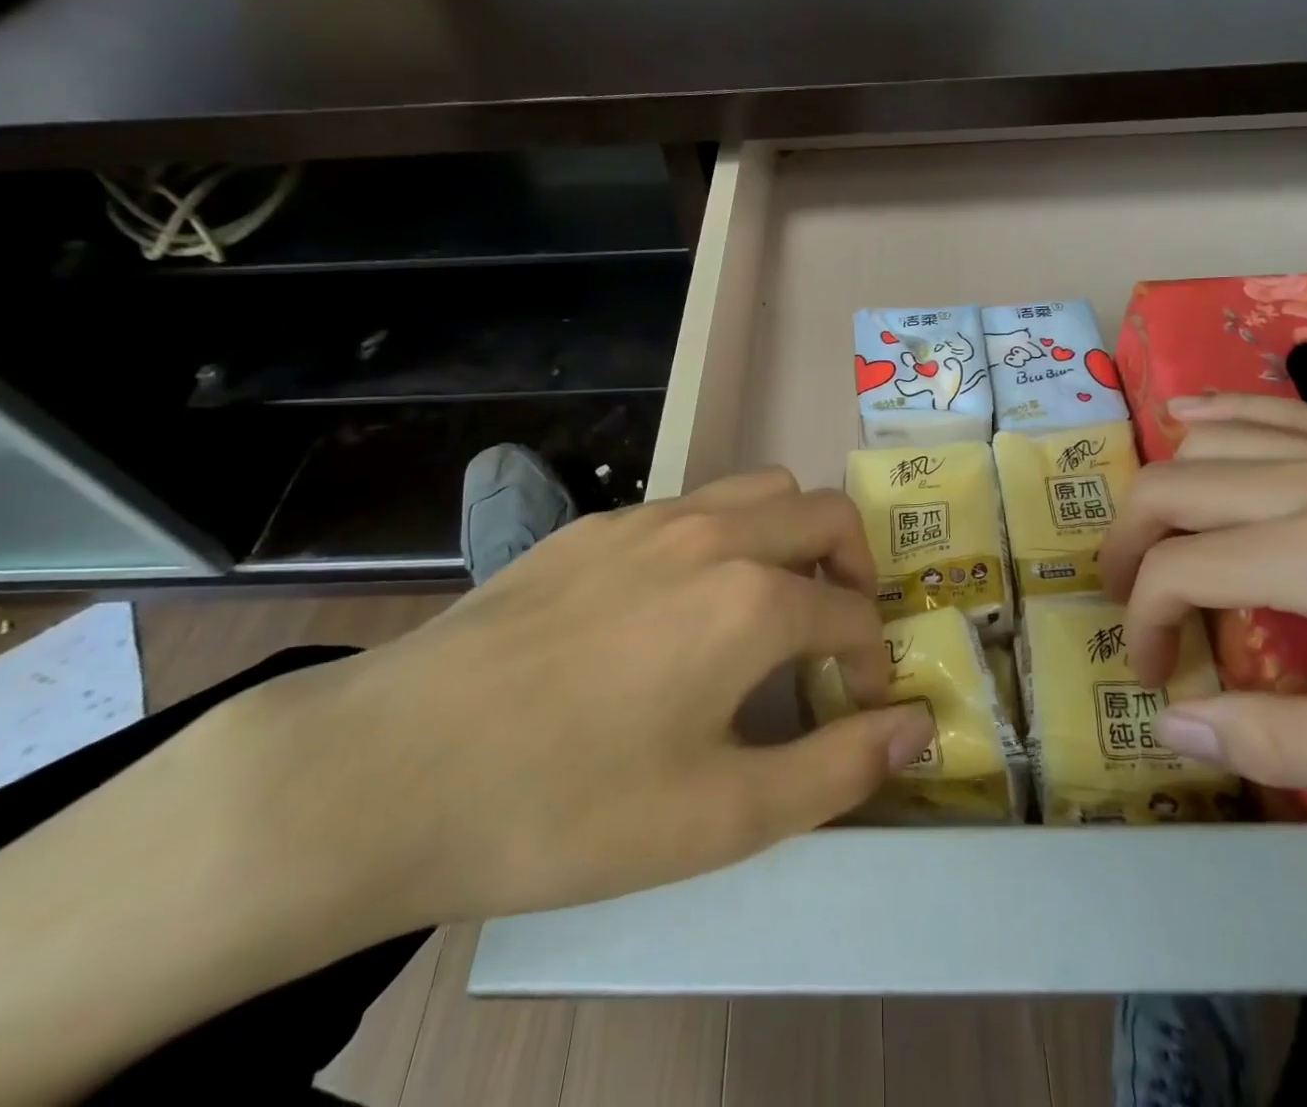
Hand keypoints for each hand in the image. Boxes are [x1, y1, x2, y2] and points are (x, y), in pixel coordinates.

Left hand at [236, 468, 933, 928]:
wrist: (388, 770)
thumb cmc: (569, 807)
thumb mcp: (722, 817)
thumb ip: (838, 766)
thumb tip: (918, 724)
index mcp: (753, 599)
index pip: (854, 611)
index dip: (873, 661)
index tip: (859, 706)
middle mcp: (712, 534)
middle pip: (825, 511)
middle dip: (855, 566)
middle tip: (837, 630)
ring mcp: (647, 519)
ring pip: (758, 489)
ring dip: (790, 536)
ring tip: (770, 603)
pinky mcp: (592, 525)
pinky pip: (690, 506)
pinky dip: (722, 537)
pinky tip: (676, 605)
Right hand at [1097, 394, 1306, 808]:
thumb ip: (1280, 739)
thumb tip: (1173, 724)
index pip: (1176, 570)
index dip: (1143, 625)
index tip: (1155, 676)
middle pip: (1168, 488)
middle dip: (1124, 547)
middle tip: (1128, 603)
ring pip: (1208, 439)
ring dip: (1161, 488)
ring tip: (1155, 539)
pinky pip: (1273, 406)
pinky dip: (1213, 415)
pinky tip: (1187, 420)